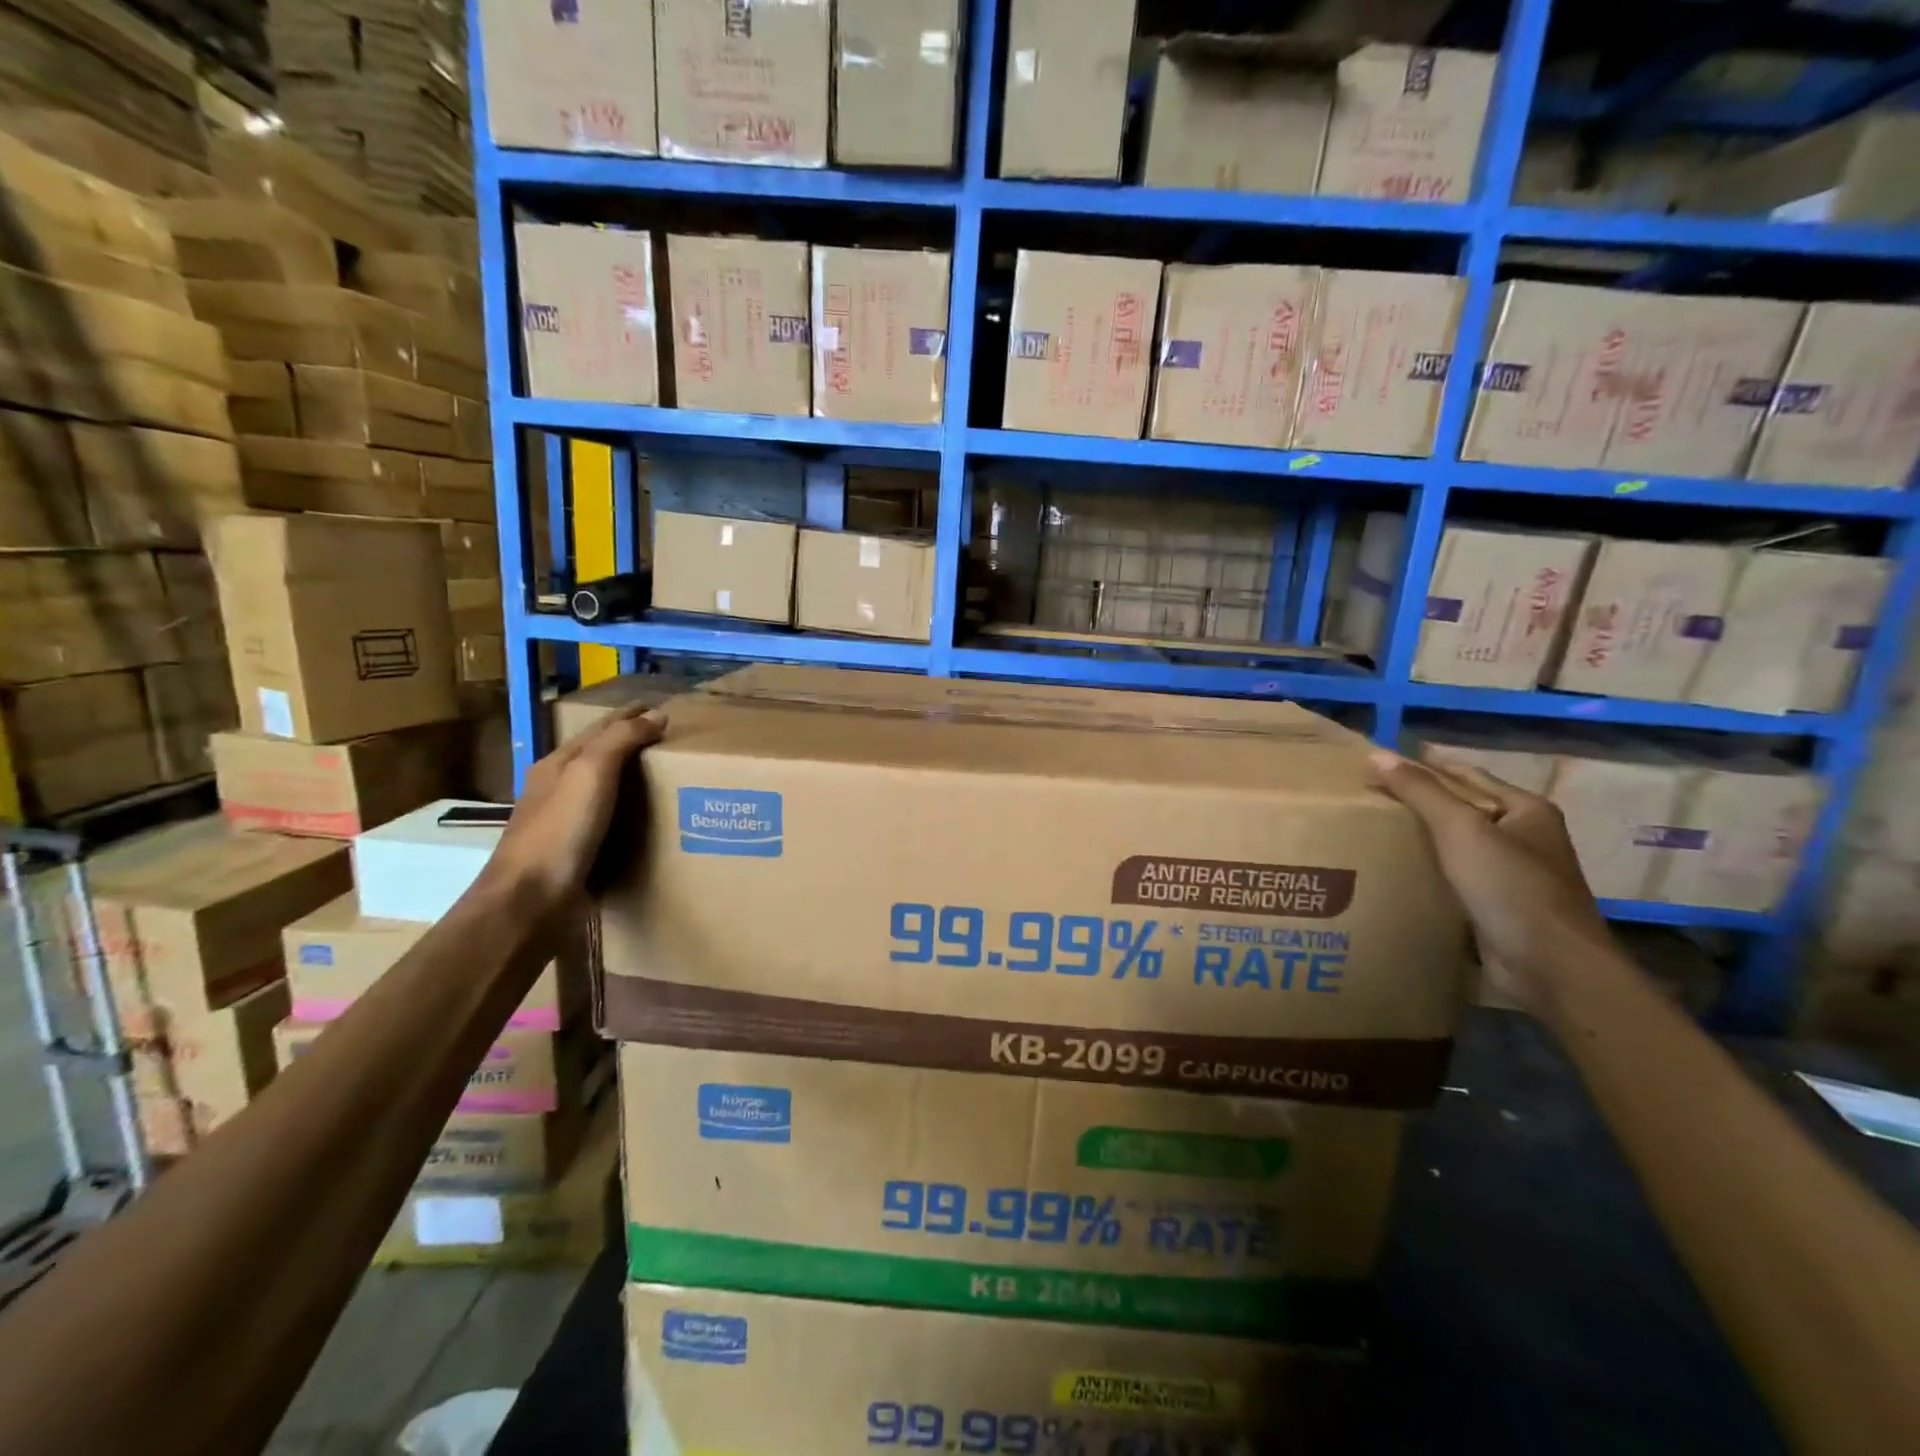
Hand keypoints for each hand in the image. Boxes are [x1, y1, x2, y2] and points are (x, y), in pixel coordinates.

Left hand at [480, 704, 665, 917]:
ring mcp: (564, 825)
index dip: (629, 716)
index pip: (599, 729)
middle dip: (631, 744)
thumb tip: (656, 715)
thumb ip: (621, 741)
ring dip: (632, 780)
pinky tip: (648, 821)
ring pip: (604, 791)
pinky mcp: (576, 855)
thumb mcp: (590, 774)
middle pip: (599, 757)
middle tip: (671, 741)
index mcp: (556, 766)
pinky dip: (631, 814)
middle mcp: (557, 791)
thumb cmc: (560, 831)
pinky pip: (610, 823)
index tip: (660, 708)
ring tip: (668, 777)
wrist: (530, 902)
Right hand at [1369, 749, 1612, 1009]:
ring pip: (1458, 843)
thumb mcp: (1461, 829)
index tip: (1378, 762)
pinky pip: (1456, 875)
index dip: (1422, 765)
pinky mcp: (1499, 905)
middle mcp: (1524, 836)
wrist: (1552, 967)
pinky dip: (1429, 868)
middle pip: (1462, 807)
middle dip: (1419, 800)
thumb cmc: (1510, 887)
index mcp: (1525, 809)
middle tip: (1368, 795)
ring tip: (1374, 828)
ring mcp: (1514, 873)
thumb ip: (1420, 791)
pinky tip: (1398, 869)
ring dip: (1422, 836)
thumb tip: (1378, 754)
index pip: (1464, 774)